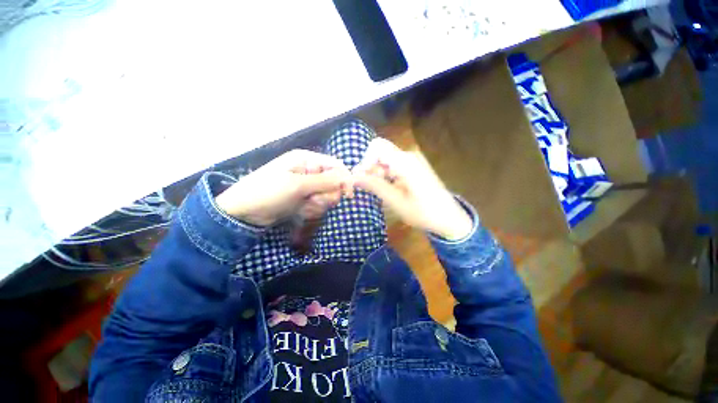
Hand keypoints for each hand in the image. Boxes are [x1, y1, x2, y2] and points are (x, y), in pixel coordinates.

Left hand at [216, 150, 352, 226]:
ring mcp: (307, 186)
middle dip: (326, 195)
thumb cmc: (268, 192)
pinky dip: (312, 210)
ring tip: (304, 206)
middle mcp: (309, 171)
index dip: (345, 180)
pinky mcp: (304, 198)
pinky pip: (318, 204)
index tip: (348, 195)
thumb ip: (324, 181)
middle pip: (334, 183)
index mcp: (307, 160)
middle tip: (313, 201)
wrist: (244, 213)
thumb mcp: (297, 185)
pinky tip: (300, 211)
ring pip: (327, 196)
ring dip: (318, 204)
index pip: (336, 166)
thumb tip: (348, 178)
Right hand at [353, 138, 472, 240]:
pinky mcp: (414, 167)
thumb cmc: (423, 212)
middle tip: (367, 188)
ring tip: (377, 192)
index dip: (365, 161)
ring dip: (377, 173)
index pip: (377, 147)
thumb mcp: (396, 201)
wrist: (449, 219)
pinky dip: (385, 175)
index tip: (361, 179)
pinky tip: (387, 189)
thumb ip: (374, 186)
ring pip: (385, 160)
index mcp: (405, 162)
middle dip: (369, 168)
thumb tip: (353, 176)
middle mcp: (408, 156)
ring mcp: (412, 161)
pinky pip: (393, 165)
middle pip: (380, 153)